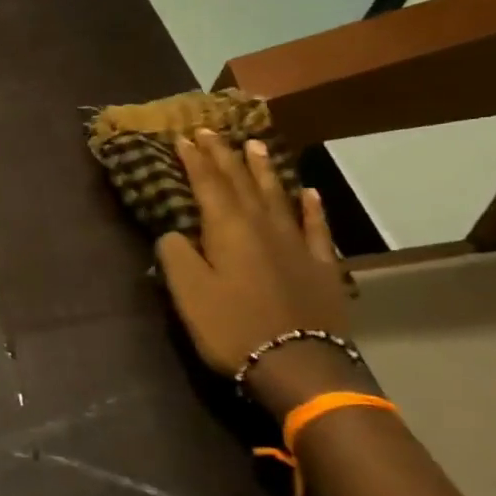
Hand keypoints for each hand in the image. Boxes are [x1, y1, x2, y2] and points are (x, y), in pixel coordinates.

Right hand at [155, 131, 365, 415]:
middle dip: (224, 155)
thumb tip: (174, 232)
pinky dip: (311, 207)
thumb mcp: (188, 292)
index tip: (184, 136)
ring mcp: (297, 243)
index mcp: (228, 229)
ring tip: (256, 145)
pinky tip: (309, 193)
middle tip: (212, 131)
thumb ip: (175, 254)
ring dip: (264, 169)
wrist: (297, 363)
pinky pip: (315, 227)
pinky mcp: (321, 265)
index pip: (208, 183)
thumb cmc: (231, 326)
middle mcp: (263, 225)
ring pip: (278, 195)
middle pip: (241, 182)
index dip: (195, 159)